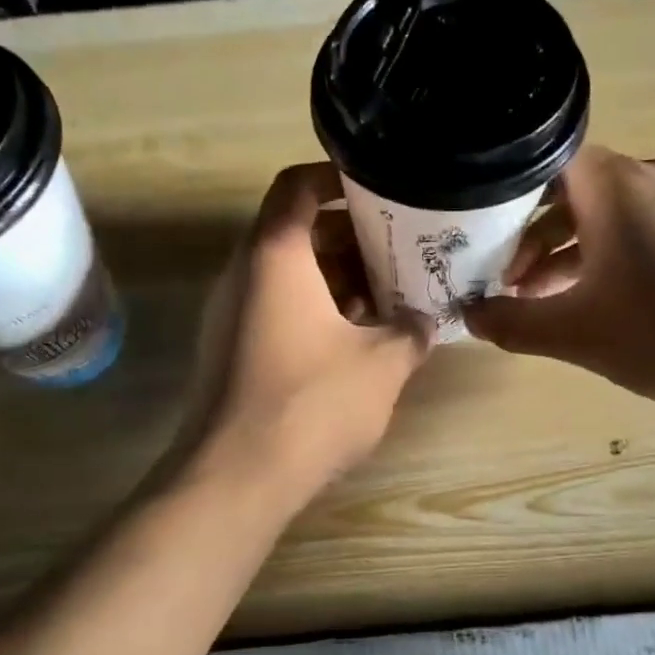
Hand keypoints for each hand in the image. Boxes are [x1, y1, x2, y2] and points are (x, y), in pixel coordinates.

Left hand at [177, 163, 432, 504]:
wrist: (236, 477)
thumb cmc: (311, 403)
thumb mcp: (382, 363)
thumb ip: (410, 331)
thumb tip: (424, 321)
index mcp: (274, 255)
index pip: (296, 186)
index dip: (336, 177)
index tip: (377, 188)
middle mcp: (243, 274)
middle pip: (294, 232)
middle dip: (348, 237)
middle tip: (398, 249)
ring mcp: (230, 315)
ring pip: (286, 277)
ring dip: (335, 279)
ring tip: (386, 297)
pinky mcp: (230, 352)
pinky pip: (275, 311)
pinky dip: (314, 311)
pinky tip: (355, 340)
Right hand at [464, 146, 654, 408]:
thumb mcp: (577, 335)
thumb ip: (515, 324)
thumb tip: (469, 317)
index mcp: (614, 186)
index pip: (542, 159)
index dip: (502, 191)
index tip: (475, 229)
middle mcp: (648, 178)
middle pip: (570, 190)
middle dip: (529, 235)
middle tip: (502, 277)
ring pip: (603, 213)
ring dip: (565, 251)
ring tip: (537, 298)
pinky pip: (636, 229)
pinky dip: (603, 256)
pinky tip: (590, 301)